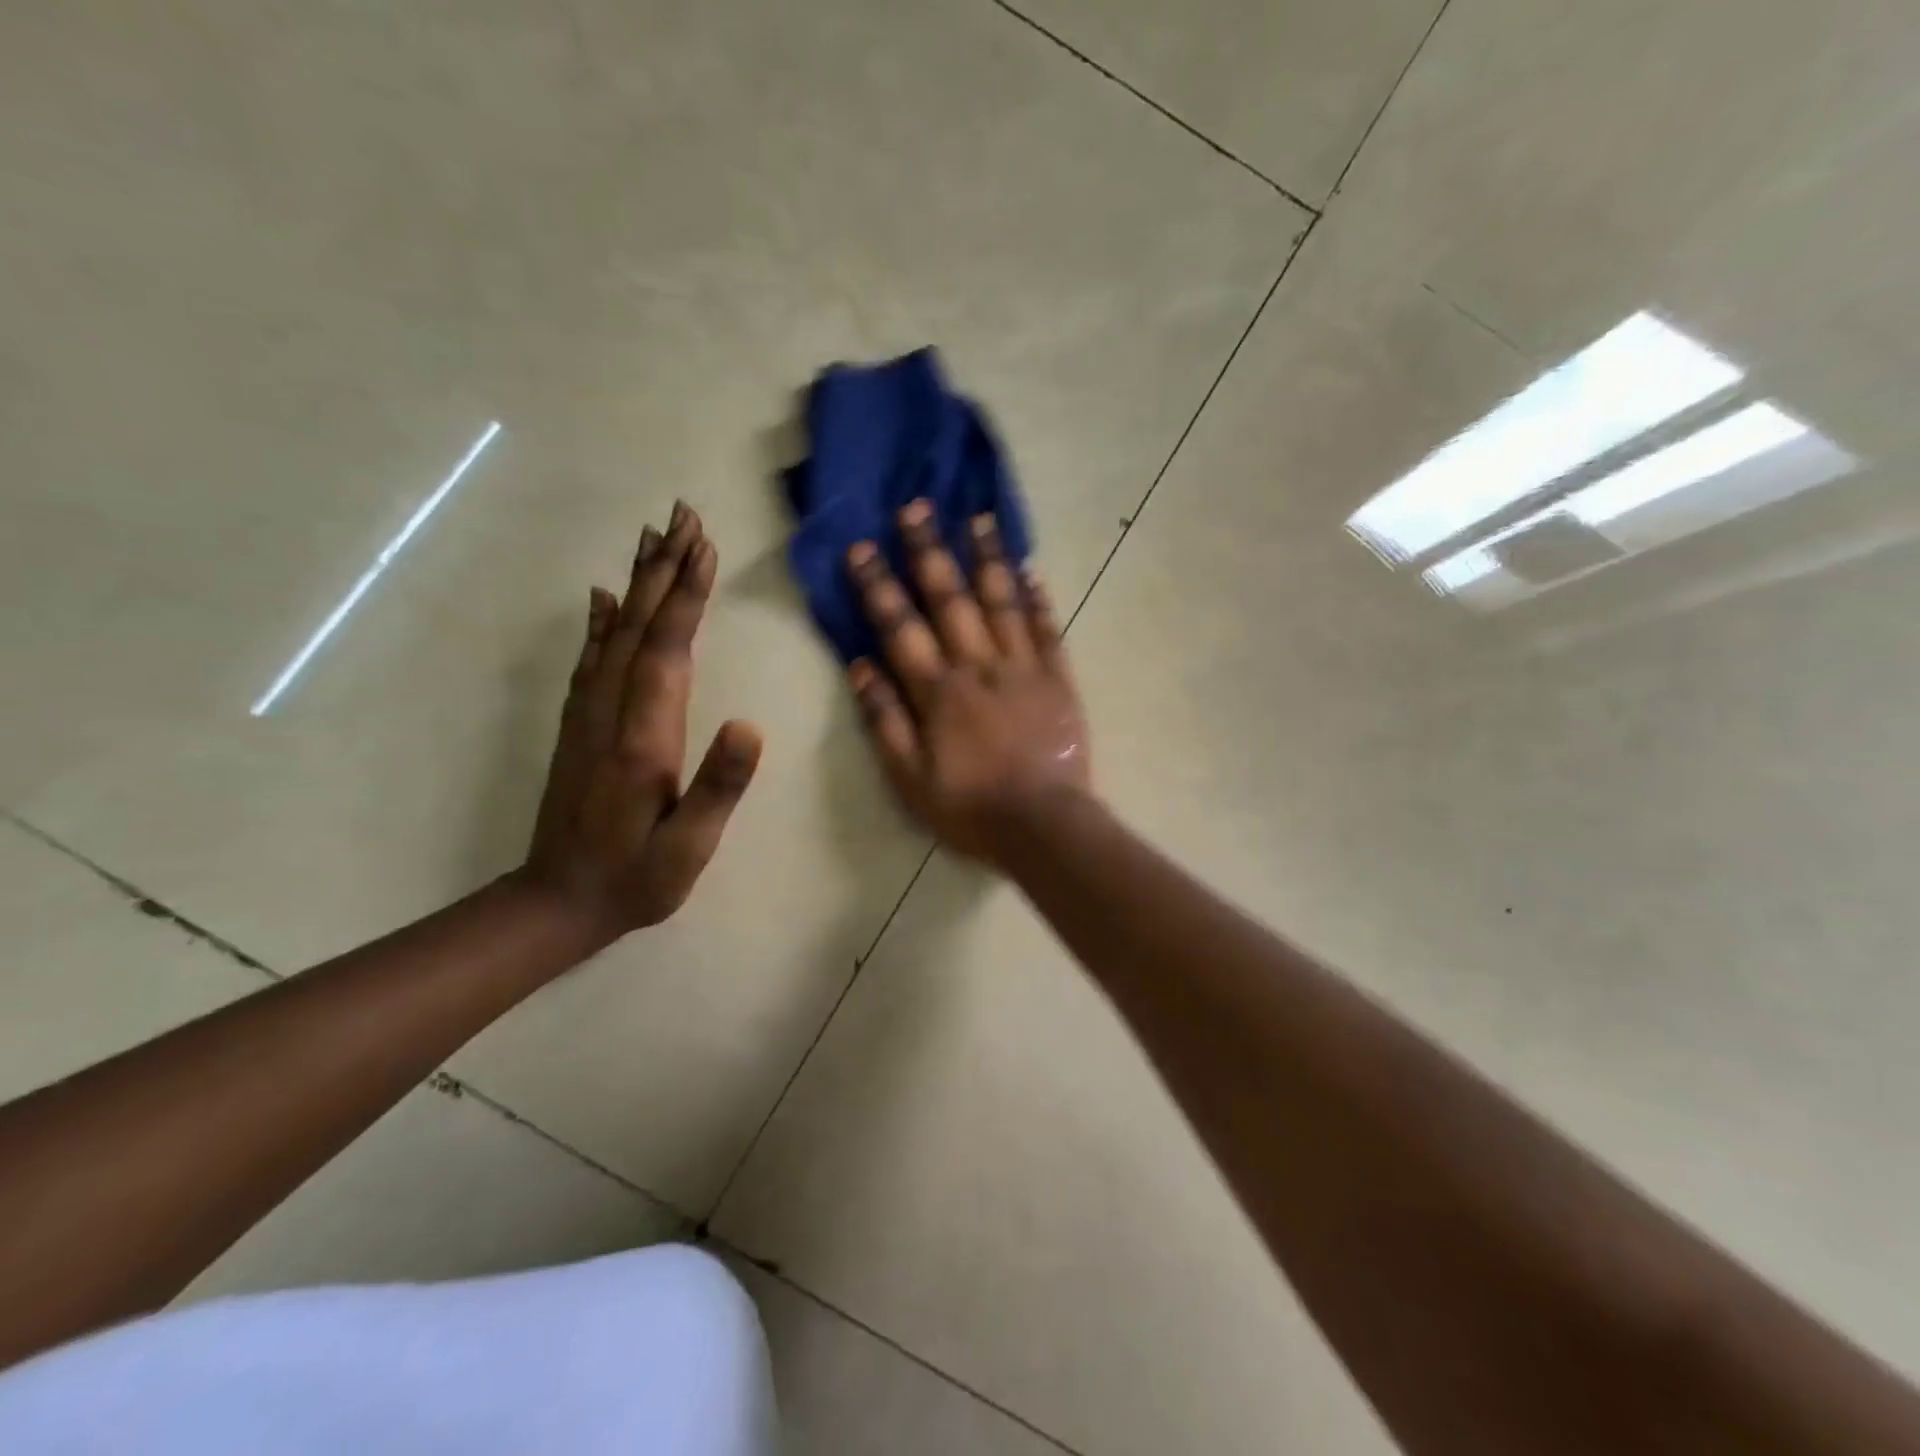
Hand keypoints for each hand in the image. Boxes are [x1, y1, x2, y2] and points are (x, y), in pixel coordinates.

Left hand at [522, 502, 761, 940]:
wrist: (557, 904)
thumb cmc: (637, 878)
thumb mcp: (689, 847)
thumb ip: (718, 787)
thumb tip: (750, 724)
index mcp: (644, 738)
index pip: (668, 652)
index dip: (686, 598)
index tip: (704, 547)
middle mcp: (611, 714)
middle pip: (638, 628)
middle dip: (663, 570)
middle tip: (682, 516)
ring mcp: (589, 717)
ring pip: (614, 635)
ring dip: (636, 584)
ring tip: (653, 539)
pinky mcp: (580, 727)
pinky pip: (591, 661)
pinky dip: (601, 622)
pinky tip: (604, 598)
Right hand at [846, 499, 1091, 864]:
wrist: (1043, 825)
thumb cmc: (969, 808)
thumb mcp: (909, 778)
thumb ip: (884, 720)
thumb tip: (859, 666)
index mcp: (938, 691)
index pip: (901, 628)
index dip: (878, 586)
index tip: (861, 547)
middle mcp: (979, 667)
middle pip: (951, 600)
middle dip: (930, 552)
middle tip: (917, 507)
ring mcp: (1023, 668)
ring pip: (1002, 602)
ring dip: (988, 558)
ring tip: (979, 517)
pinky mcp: (1058, 679)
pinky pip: (1047, 629)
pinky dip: (1038, 598)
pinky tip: (1030, 568)